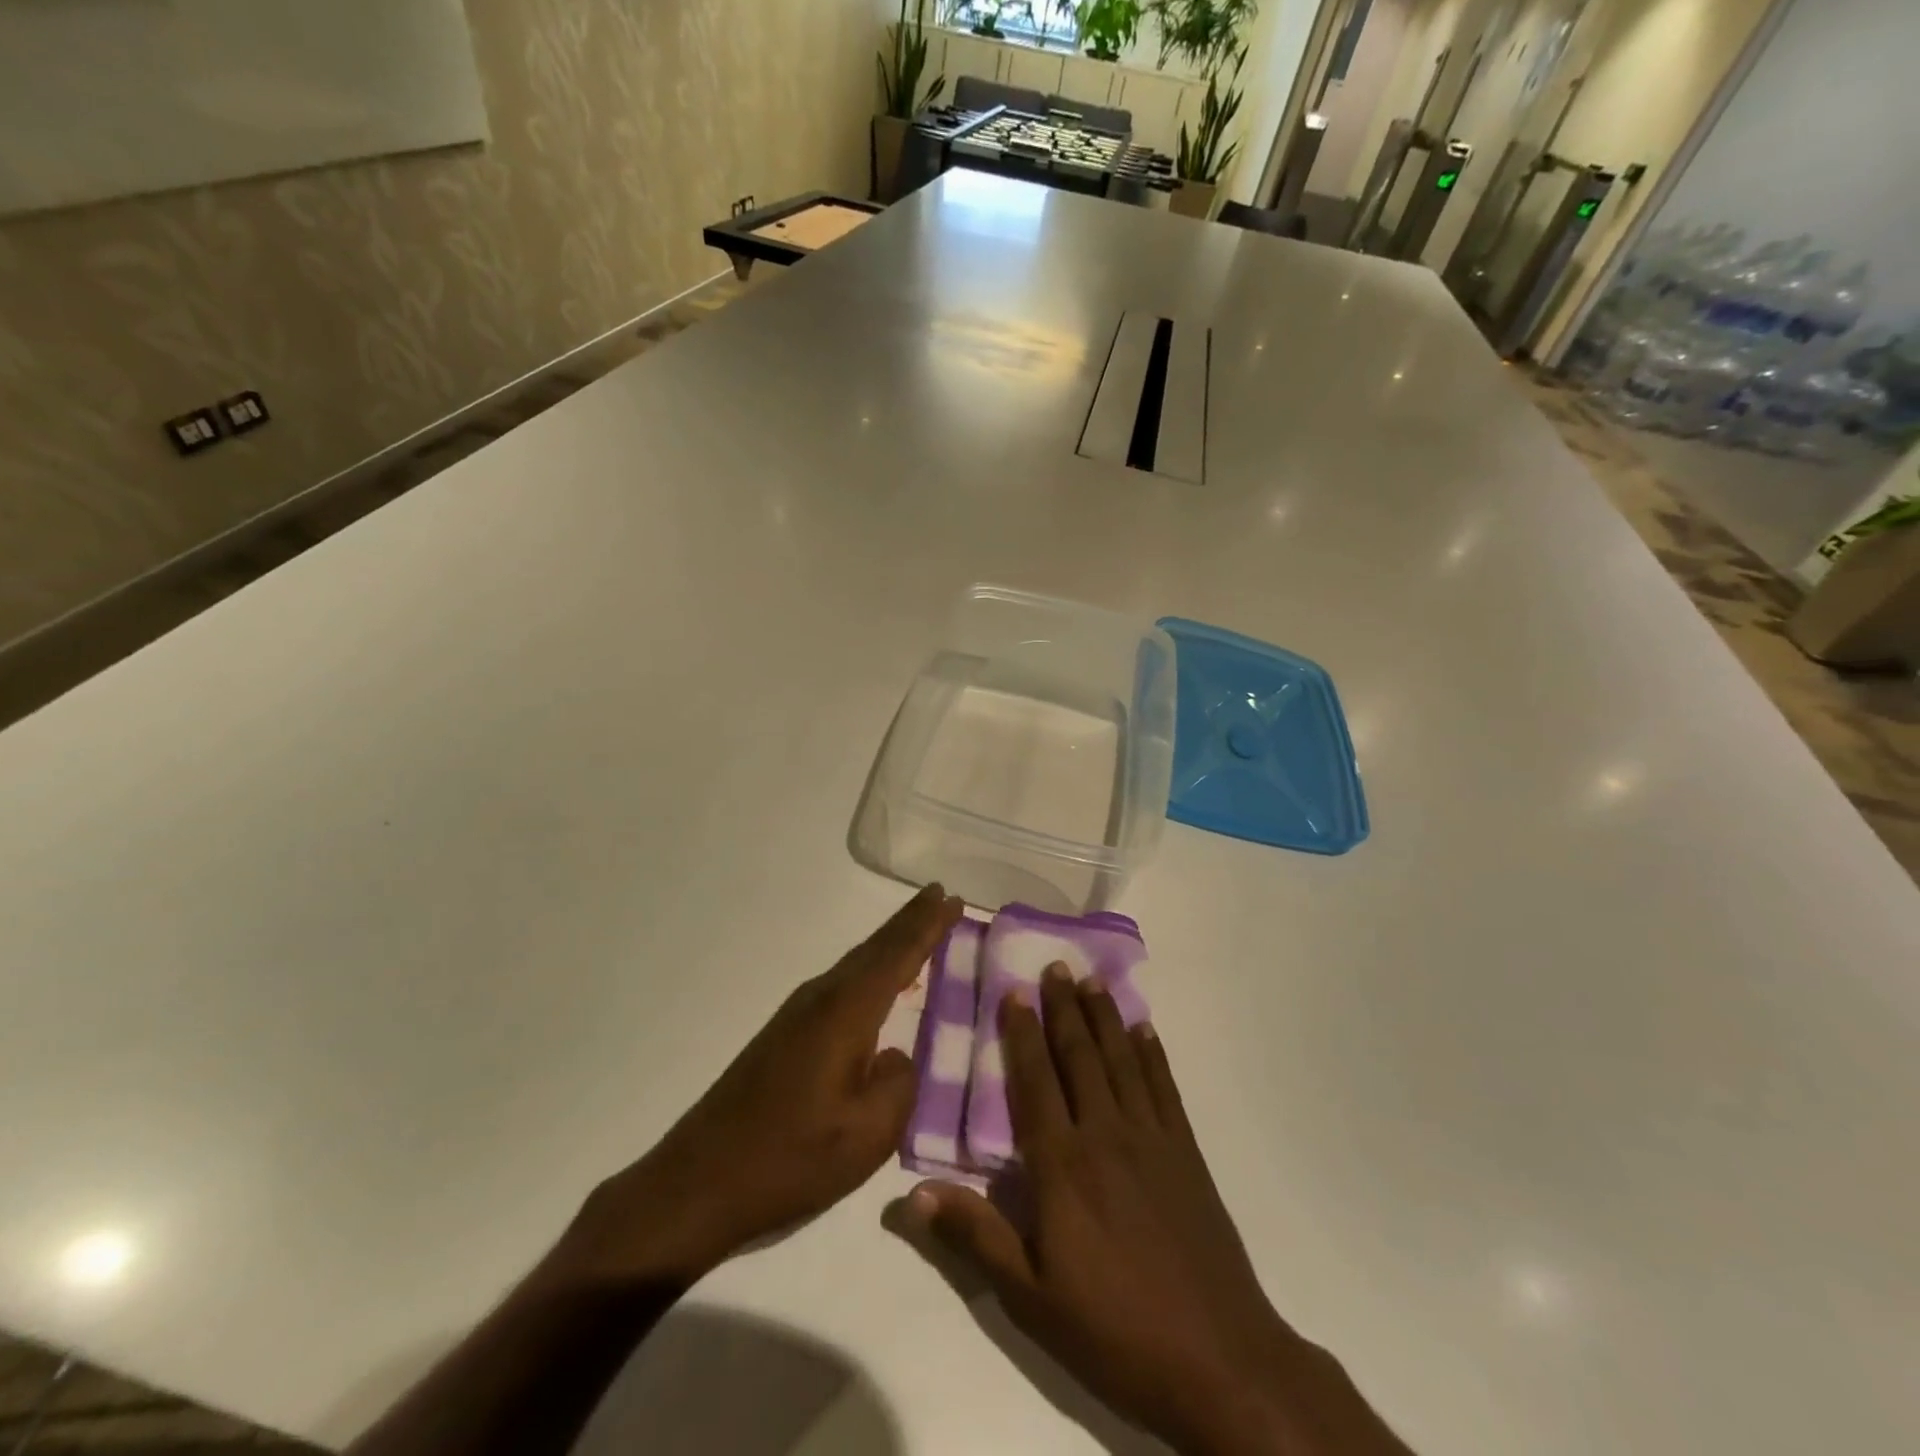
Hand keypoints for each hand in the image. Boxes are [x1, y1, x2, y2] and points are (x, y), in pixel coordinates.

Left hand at [554, 884, 963, 1287]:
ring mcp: (798, 1014)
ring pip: (856, 963)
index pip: (897, 955)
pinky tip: (878, 985)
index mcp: (845, 1013)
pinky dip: (870, 970)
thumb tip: (896, 1057)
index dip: (927, 925)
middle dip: (910, 921)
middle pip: (874, 948)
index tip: (952, 896)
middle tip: (941, 896)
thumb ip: (899, 1085)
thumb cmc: (790, 1159)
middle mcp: (821, 998)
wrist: (699, 1183)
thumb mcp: (867, 1135)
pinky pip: (841, 984)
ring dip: (889, 942)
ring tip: (919, 928)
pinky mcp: (785, 1034)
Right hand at [900, 964, 1412, 1455]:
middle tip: (1054, 966)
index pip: (1035, 1082)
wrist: (1219, 1360)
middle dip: (1063, 1009)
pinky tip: (1144, 1030)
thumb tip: (909, 1196)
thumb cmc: (1113, 1330)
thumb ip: (974, 1237)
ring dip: (1104, 1017)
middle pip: (1080, 1057)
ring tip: (1090, 981)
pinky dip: (1152, 1054)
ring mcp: (1151, 1138)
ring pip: (1121, 1061)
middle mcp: (1105, 1134)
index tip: (1014, 992)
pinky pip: (1164, 1087)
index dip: (1022, 1034)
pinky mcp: (1186, 1152)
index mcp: (1062, 1165)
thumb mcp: (1030, 1297)